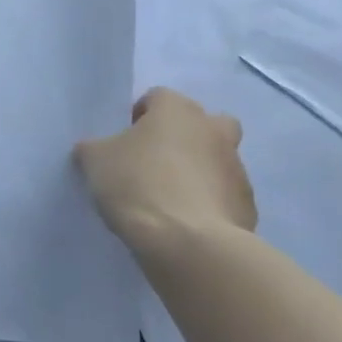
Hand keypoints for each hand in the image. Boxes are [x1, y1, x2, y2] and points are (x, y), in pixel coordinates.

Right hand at [75, 88, 256, 257]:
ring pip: (215, 160)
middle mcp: (213, 129)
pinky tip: (186, 225)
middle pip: (200, 123)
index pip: (157, 98)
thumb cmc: (138, 185)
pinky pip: (223, 196)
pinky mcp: (247, 205)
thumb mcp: (95, 161)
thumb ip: (94, 148)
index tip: (123, 144)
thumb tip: (94, 150)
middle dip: (182, 138)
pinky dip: (209, 204)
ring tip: (168, 202)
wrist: (188, 243)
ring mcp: (236, 168)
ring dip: (198, 172)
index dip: (138, 118)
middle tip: (155, 164)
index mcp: (177, 109)